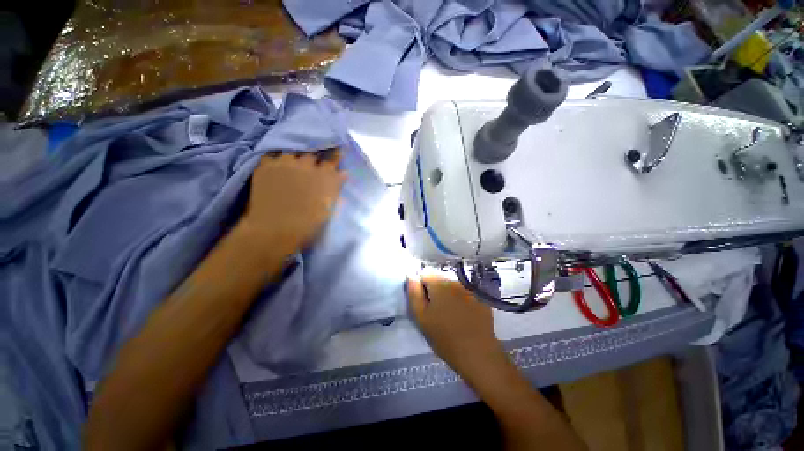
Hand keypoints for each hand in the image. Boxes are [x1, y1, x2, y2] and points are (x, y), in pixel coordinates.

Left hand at [237, 151, 344, 254]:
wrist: (276, 230)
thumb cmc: (309, 224)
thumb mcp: (329, 208)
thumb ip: (336, 188)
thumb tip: (344, 173)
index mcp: (326, 177)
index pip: (333, 159)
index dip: (335, 154)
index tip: (337, 149)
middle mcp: (307, 166)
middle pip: (312, 154)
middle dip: (312, 159)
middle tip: (310, 165)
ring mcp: (286, 164)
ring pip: (292, 153)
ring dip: (294, 158)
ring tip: (291, 165)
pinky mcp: (266, 166)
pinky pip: (272, 156)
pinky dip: (275, 161)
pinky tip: (276, 168)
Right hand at [408, 274, 504, 376]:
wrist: (477, 354)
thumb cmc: (444, 337)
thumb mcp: (421, 317)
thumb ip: (414, 294)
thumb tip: (411, 276)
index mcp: (439, 284)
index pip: (425, 274)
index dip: (420, 287)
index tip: (423, 303)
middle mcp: (455, 281)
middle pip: (439, 279)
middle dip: (434, 291)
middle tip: (435, 312)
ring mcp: (470, 289)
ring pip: (452, 287)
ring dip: (447, 295)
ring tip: (449, 315)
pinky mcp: (481, 298)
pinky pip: (465, 294)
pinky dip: (461, 300)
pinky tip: (463, 316)